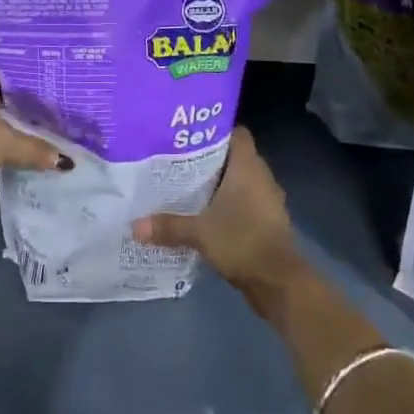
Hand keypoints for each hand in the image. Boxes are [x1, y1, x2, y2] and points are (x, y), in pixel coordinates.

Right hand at [131, 128, 304, 304]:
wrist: (279, 283)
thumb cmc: (242, 242)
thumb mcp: (199, 233)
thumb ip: (168, 226)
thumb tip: (134, 225)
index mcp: (248, 167)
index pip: (236, 133)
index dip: (215, 130)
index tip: (189, 135)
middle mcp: (260, 177)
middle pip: (234, 157)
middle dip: (209, 158)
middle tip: (178, 159)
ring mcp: (266, 200)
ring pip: (240, 181)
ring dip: (218, 183)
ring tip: (186, 185)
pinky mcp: (267, 221)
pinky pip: (244, 202)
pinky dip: (228, 204)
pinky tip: (204, 213)